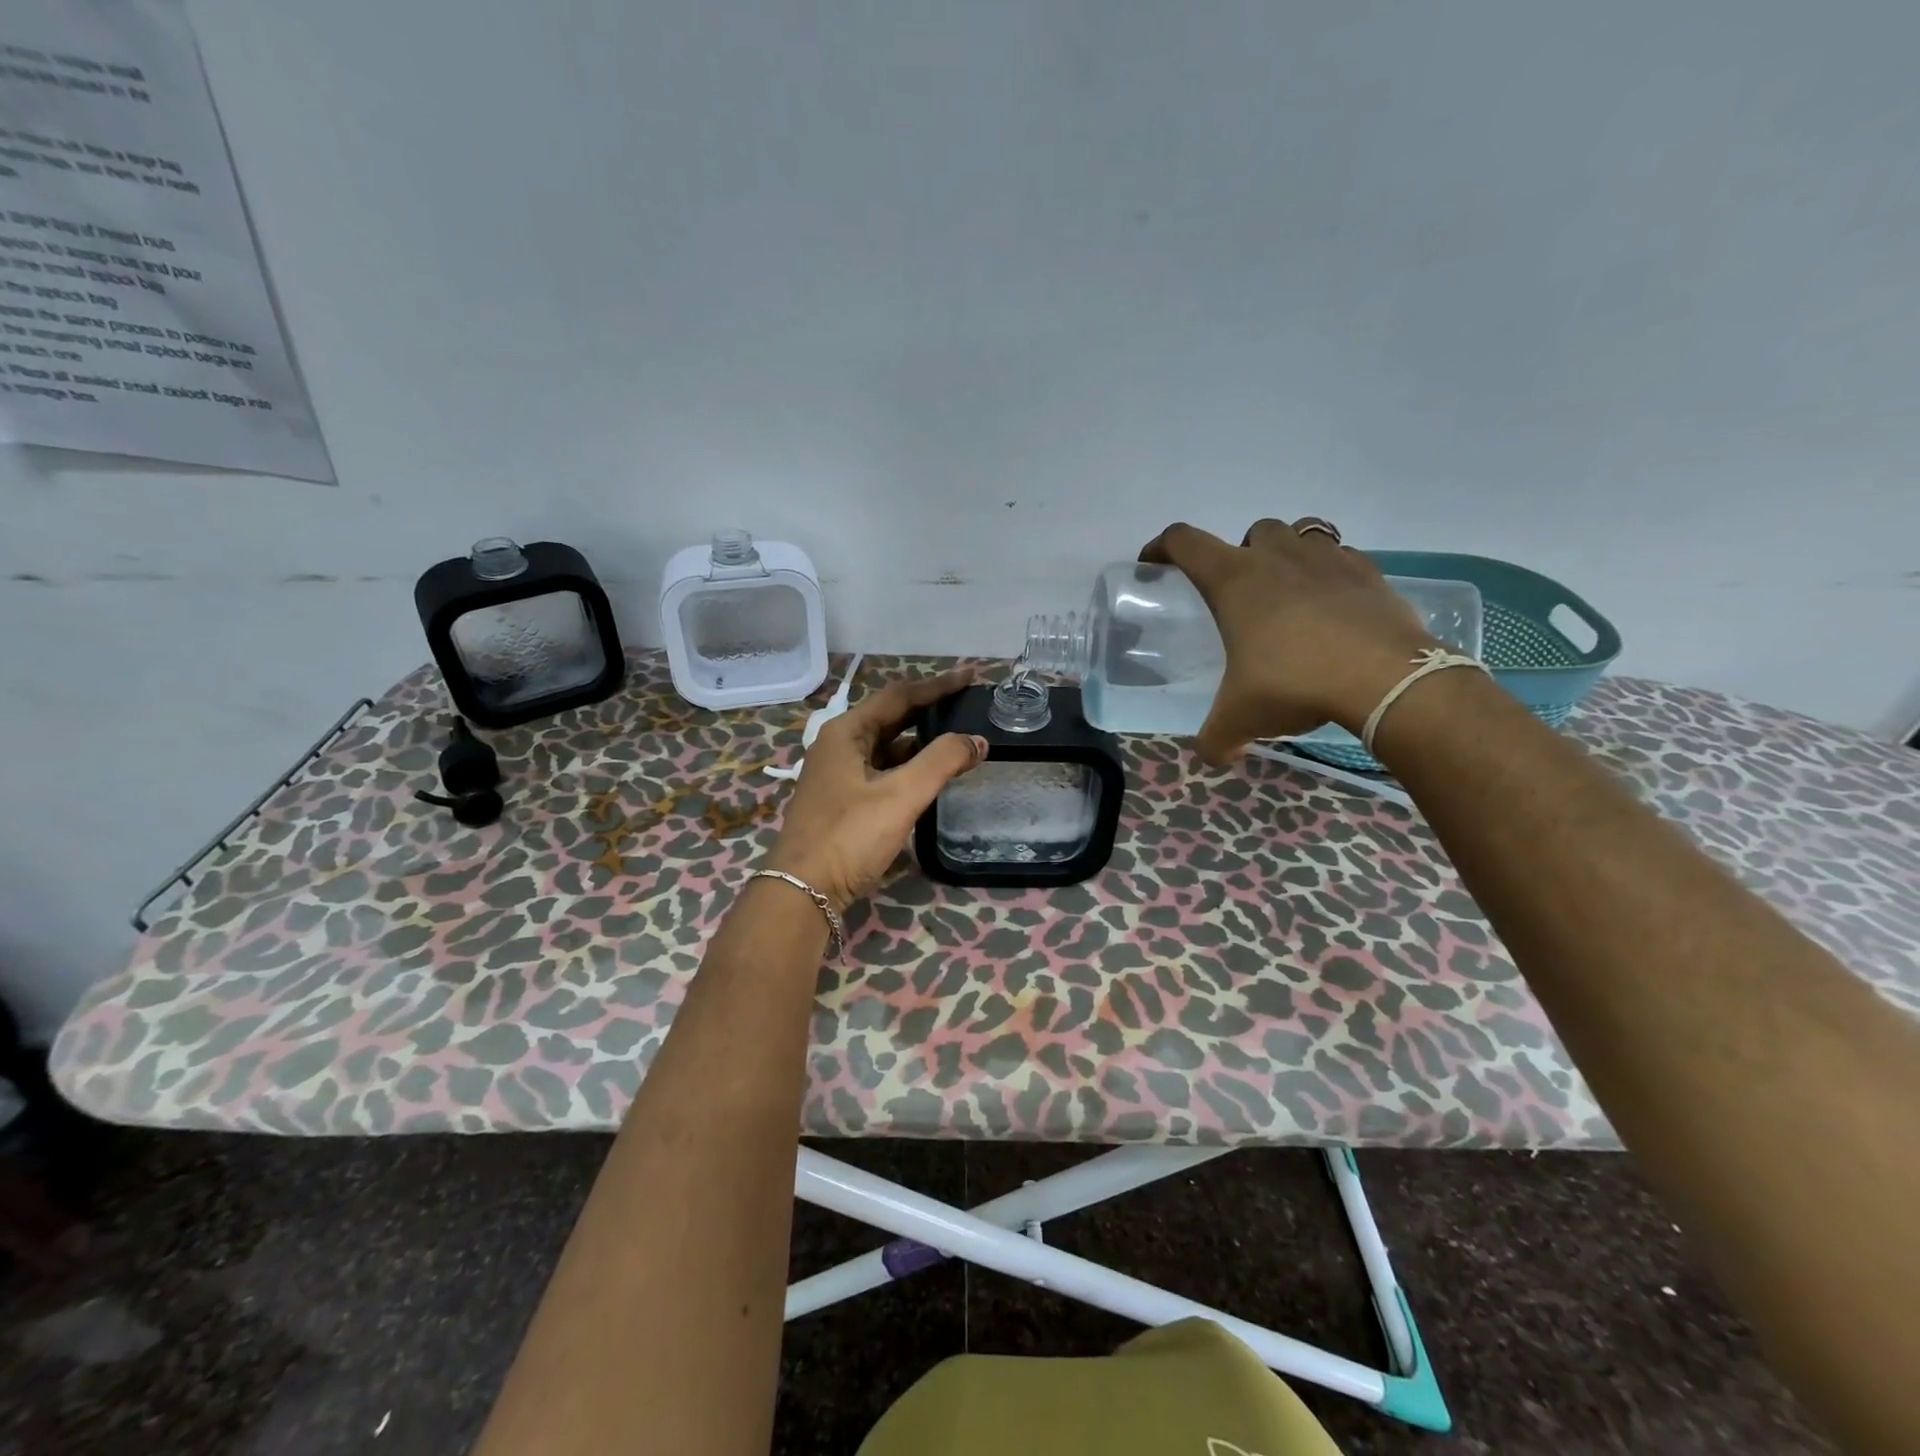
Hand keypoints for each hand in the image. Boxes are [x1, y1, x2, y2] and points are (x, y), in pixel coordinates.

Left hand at [764, 670, 988, 912]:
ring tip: (959, 740)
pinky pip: (883, 772)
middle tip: (968, 705)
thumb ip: (942, 762)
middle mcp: (839, 746)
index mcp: (846, 732)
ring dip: (922, 742)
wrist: (802, 893)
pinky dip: (909, 768)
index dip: (938, 685)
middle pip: (892, 718)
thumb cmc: (849, 836)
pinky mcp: (844, 802)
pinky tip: (931, 777)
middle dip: (930, 710)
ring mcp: (839, 775)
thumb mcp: (900, 795)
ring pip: (887, 747)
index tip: (971, 676)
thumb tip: (977, 740)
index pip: (899, 695)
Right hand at [1140, 518, 1439, 763]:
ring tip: (1289, 595)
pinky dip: (1330, 574)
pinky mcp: (1369, 573)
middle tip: (1242, 597)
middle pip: (1251, 532)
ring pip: (1301, 533)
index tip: (1155, 564)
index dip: (1161, 547)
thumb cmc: (1293, 683)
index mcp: (1234, 580)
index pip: (1183, 542)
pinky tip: (1332, 609)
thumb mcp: (1239, 719)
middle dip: (1242, 554)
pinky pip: (1342, 558)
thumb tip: (1214, 757)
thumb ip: (1216, 740)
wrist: (1385, 679)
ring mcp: (1327, 559)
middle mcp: (1277, 557)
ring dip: (1288, 555)